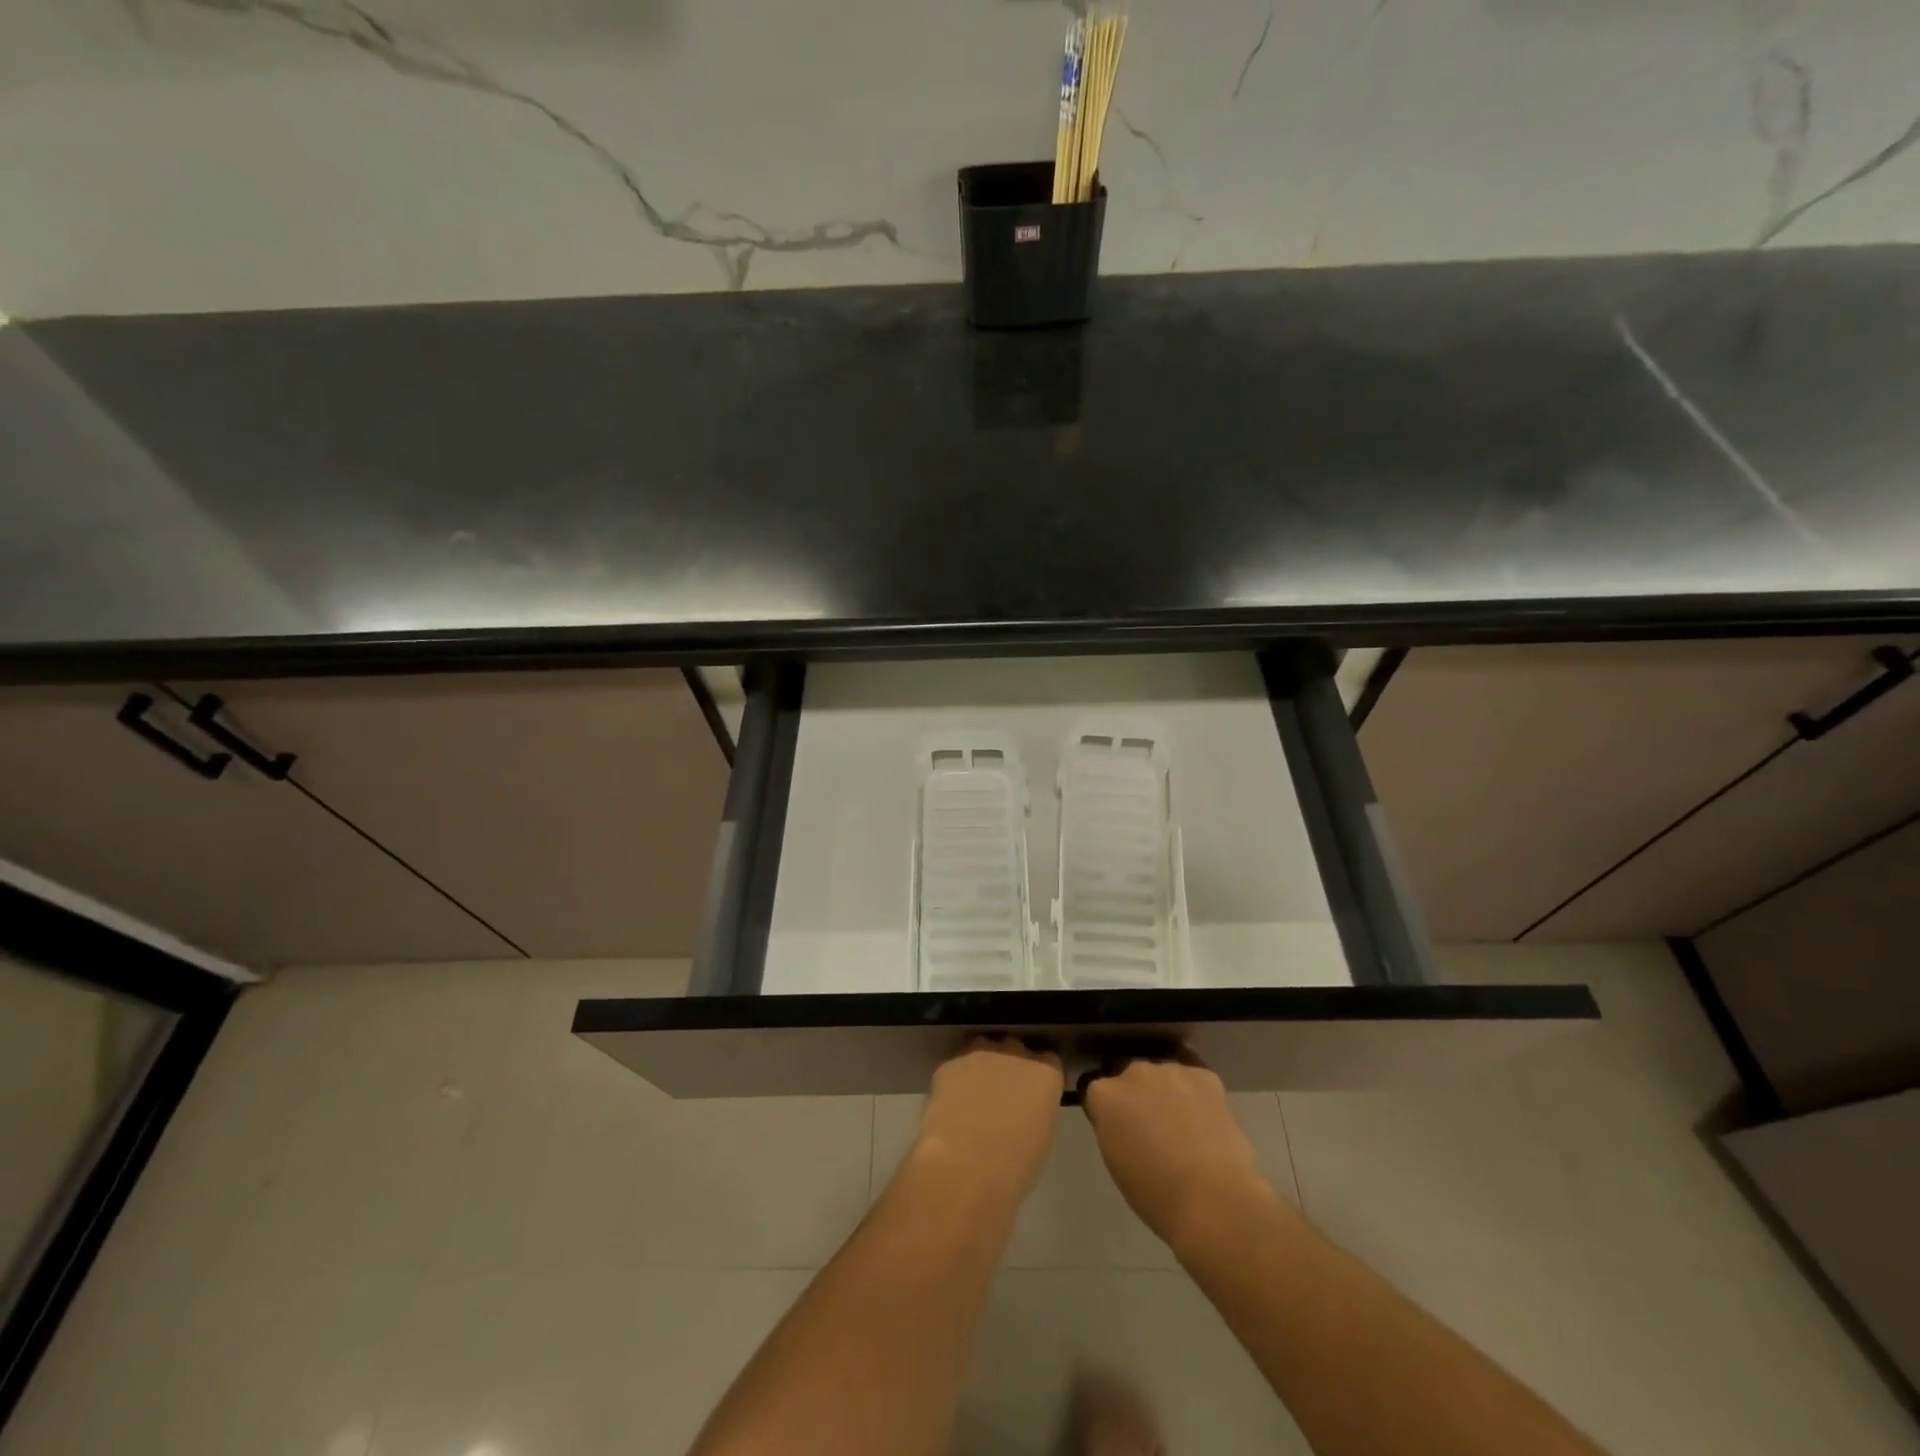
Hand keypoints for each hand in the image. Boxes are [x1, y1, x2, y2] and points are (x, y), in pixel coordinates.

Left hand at [911, 1037, 1063, 1206]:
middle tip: (1003, 1096)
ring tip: (975, 1097)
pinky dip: (956, 1082)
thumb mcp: (1041, 1139)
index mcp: (1045, 1074)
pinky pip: (956, 1068)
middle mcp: (1014, 1053)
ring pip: (984, 1050)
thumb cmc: (1013, 1165)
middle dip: (1011, 1066)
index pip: (1049, 1061)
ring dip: (983, 1067)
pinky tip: (951, 1107)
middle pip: (1015, 1049)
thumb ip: (1036, 1110)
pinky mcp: (949, 1064)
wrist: (963, 1167)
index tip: (1033, 1094)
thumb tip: (1025, 1108)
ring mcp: (980, 1054)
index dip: (1039, 1078)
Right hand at [1083, 1056, 1276, 1254]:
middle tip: (1153, 1128)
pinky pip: (1194, 1079)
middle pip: (1130, 1077)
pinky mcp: (1204, 1075)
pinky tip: (1206, 1121)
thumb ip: (1112, 1126)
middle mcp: (1133, 1071)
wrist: (1211, 1199)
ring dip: (1167, 1093)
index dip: (1109, 1111)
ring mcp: (1170, 1069)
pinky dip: (1197, 1095)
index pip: (1097, 1091)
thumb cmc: (1155, 1193)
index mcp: (1104, 1094)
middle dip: (1138, 1096)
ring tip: (1184, 1125)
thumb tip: (1124, 1120)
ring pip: (1163, 1076)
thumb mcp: (1115, 1159)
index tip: (1120, 1130)